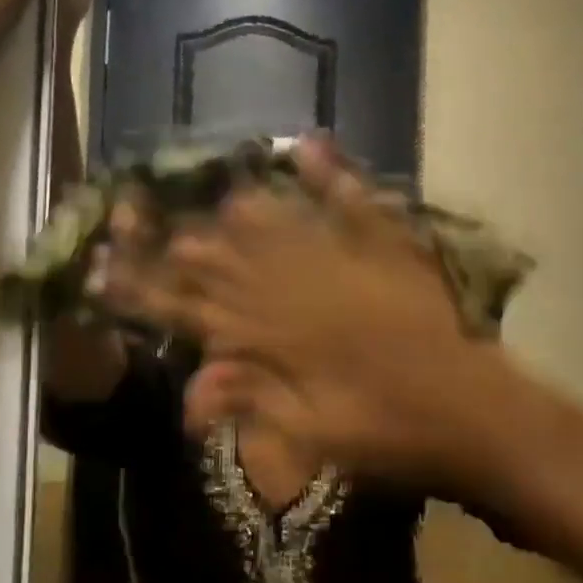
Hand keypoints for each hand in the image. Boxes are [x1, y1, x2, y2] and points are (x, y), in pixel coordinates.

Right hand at [99, 139, 516, 486]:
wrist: (478, 415)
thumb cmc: (392, 435)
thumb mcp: (314, 438)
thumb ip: (252, 402)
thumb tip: (189, 390)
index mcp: (277, 341)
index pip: (195, 311)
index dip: (147, 292)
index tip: (104, 270)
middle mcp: (300, 291)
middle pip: (225, 260)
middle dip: (179, 243)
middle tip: (138, 217)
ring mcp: (346, 262)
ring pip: (276, 225)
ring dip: (239, 210)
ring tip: (207, 188)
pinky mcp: (390, 248)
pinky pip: (354, 203)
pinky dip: (331, 174)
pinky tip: (306, 144)